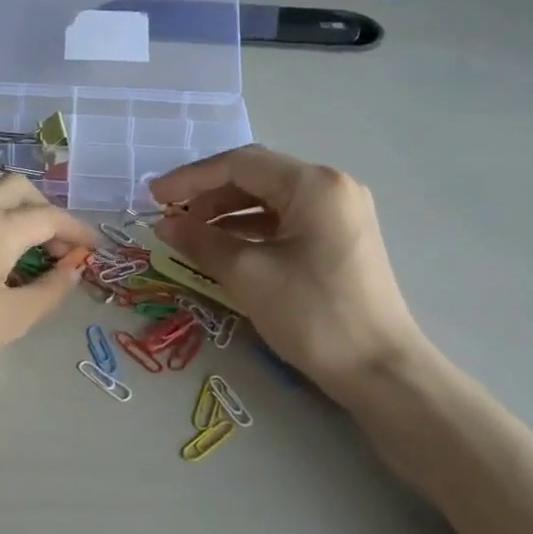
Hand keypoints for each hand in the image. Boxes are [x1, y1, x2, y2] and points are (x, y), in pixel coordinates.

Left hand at [0, 175, 94, 413]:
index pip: (49, 217)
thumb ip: (49, 290)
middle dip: (46, 210)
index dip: (77, 231)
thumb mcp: (10, 321)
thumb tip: (72, 269)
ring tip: (23, 240)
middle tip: (57, 246)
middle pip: (18, 188)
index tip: (93, 248)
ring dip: (13, 204)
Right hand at [148, 146, 425, 402]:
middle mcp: (331, 186)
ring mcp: (340, 212)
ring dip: (227, 212)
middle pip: (257, 176)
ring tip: (190, 233)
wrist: (378, 369)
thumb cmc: (312, 315)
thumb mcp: (248, 275)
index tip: (154, 197)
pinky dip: (251, 228)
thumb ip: (201, 242)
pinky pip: (286, 220)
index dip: (191, 178)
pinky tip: (224, 246)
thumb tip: (164, 224)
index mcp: (313, 184)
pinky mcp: (340, 238)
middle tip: (169, 214)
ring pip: (270, 199)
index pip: (240, 164)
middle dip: (208, 193)